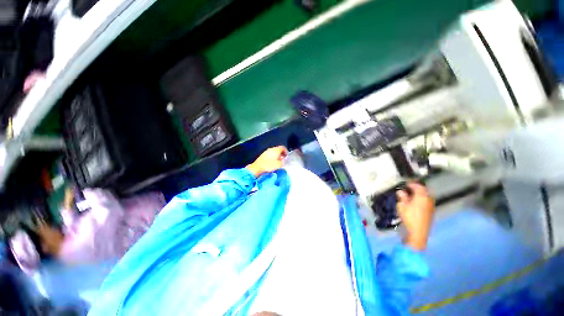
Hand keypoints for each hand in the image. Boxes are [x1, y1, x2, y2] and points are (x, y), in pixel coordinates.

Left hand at [246, 146, 287, 176]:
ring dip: (277, 155)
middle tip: (283, 159)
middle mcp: (272, 149)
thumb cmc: (269, 165)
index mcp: (276, 150)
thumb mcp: (279, 164)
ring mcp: (267, 151)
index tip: (286, 156)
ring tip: (278, 161)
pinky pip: (270, 154)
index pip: (283, 147)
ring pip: (274, 151)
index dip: (286, 152)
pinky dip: (272, 156)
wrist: (258, 167)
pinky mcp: (263, 154)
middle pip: (278, 149)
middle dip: (282, 154)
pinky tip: (272, 162)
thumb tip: (285, 160)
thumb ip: (284, 161)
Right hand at [396, 182, 434, 250]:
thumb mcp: (402, 206)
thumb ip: (402, 197)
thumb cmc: (409, 217)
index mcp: (422, 197)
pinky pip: (427, 202)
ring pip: (426, 196)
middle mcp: (428, 200)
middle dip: (417, 188)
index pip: (418, 186)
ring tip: (411, 195)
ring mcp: (431, 206)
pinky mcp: (430, 212)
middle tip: (409, 188)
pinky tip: (415, 203)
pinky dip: (422, 200)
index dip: (412, 184)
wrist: (418, 232)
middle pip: (424, 191)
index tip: (406, 184)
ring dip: (420, 194)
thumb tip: (401, 192)